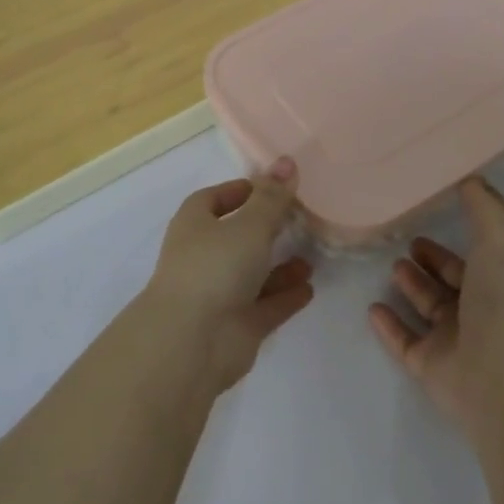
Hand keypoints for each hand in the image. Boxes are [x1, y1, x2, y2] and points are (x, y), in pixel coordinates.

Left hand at [143, 157, 314, 392]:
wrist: (192, 342)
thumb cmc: (215, 267)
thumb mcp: (250, 224)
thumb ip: (272, 197)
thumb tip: (286, 162)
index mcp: (195, 224)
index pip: (213, 199)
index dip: (240, 191)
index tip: (272, 187)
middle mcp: (203, 256)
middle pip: (236, 235)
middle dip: (265, 228)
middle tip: (301, 219)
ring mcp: (219, 293)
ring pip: (253, 273)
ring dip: (280, 265)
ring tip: (311, 256)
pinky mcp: (236, 325)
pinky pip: (265, 305)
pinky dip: (285, 296)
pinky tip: (309, 288)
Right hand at [369, 177, 503, 435]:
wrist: (500, 376)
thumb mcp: (501, 237)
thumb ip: (483, 205)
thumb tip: (470, 178)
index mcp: (502, 279)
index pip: (482, 252)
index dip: (463, 232)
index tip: (436, 209)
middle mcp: (482, 309)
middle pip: (453, 280)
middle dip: (432, 260)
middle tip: (406, 242)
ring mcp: (456, 340)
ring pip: (429, 308)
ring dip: (411, 287)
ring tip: (391, 267)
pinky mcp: (430, 365)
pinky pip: (404, 341)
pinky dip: (389, 325)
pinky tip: (372, 308)